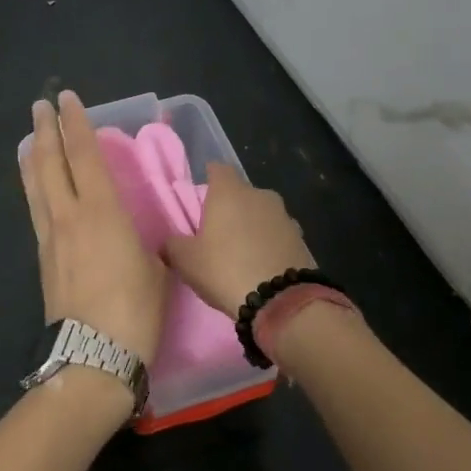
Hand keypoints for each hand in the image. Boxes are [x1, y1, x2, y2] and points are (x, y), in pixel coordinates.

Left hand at [19, 92, 166, 367]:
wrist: (92, 356)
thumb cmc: (135, 310)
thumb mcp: (154, 266)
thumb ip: (142, 240)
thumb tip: (134, 235)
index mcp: (101, 211)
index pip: (85, 154)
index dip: (76, 123)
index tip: (68, 99)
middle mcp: (69, 215)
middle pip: (52, 163)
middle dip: (47, 130)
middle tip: (41, 106)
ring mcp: (51, 237)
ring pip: (36, 185)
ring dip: (34, 156)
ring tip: (31, 137)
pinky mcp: (44, 258)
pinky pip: (36, 209)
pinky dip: (34, 187)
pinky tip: (36, 186)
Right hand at [163, 163, 315, 315]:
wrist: (281, 300)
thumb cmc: (225, 269)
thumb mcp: (186, 260)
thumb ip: (173, 245)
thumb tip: (169, 243)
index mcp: (229, 192)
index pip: (218, 169)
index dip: (209, 179)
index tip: (203, 195)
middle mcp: (259, 195)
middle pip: (241, 193)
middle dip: (231, 206)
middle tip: (218, 231)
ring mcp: (284, 216)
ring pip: (262, 213)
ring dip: (253, 225)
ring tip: (242, 251)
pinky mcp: (301, 238)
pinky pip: (278, 234)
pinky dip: (270, 242)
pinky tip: (263, 264)